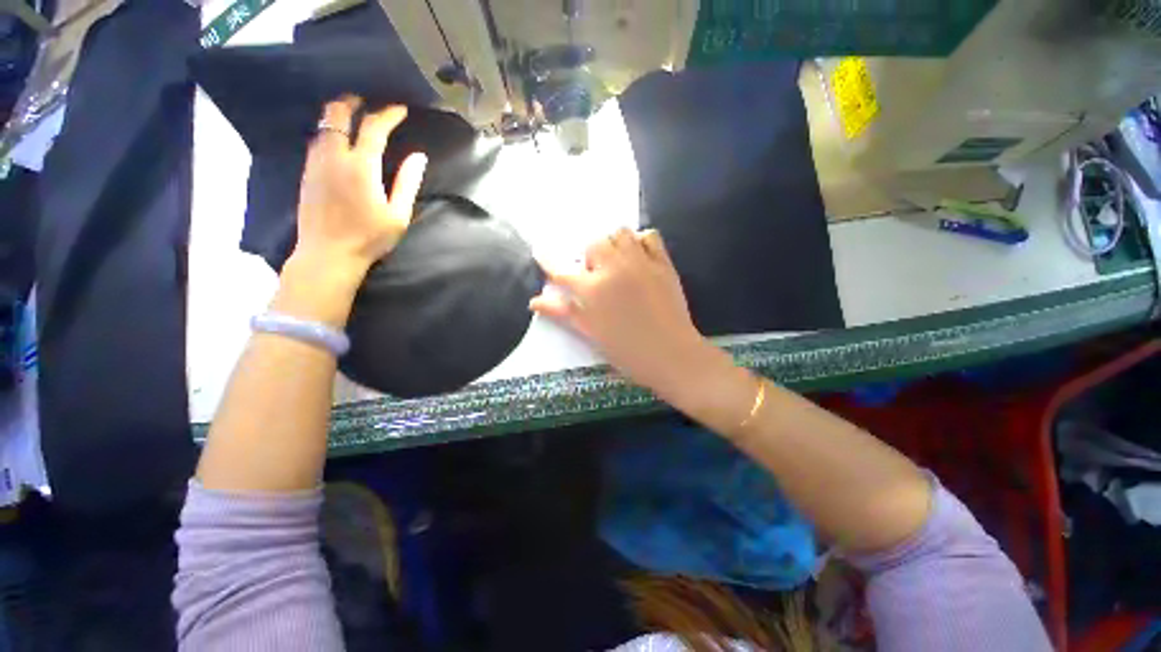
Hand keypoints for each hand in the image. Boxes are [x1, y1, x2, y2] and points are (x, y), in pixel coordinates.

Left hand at [292, 96, 427, 282]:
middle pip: (337, 116)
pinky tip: (335, 140)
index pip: (374, 128)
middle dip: (352, 103)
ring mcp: (316, 164)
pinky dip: (327, 132)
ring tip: (350, 115)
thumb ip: (408, 183)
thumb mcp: (398, 215)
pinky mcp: (307, 174)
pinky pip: (315, 142)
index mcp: (362, 167)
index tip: (400, 110)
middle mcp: (335, 158)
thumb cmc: (369, 238)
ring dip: (336, 115)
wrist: (328, 254)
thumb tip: (419, 157)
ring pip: (323, 126)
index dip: (388, 115)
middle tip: (364, 101)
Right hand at [531, 228, 725, 402]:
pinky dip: (641, 240)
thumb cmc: (627, 351)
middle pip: (593, 244)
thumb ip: (563, 312)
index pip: (562, 271)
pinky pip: (649, 236)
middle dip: (589, 256)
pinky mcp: (663, 263)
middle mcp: (614, 268)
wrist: (672, 355)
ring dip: (612, 244)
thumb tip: (534, 301)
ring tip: (616, 264)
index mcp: (592, 290)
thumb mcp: (591, 333)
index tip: (539, 251)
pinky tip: (638, 257)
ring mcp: (641, 262)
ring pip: (620, 233)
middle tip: (595, 274)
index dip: (548, 261)